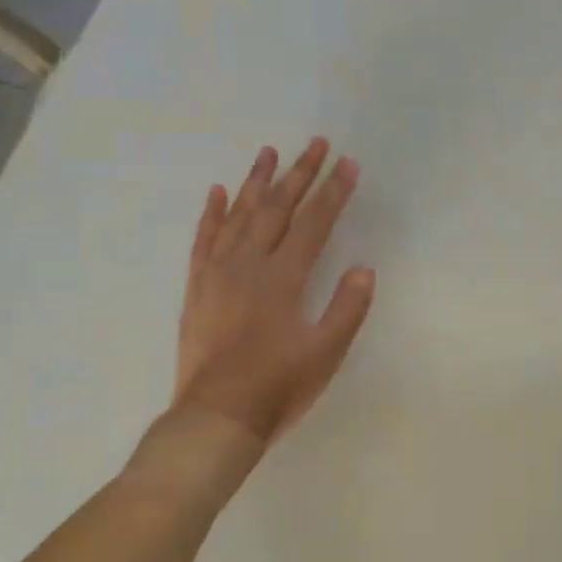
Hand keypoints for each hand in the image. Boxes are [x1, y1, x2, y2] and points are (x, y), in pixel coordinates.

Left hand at [169, 139, 374, 445]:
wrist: (215, 419)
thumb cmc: (277, 387)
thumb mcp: (325, 353)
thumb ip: (347, 308)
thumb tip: (364, 269)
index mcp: (283, 279)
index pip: (313, 223)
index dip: (333, 192)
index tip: (348, 164)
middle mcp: (249, 265)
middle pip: (277, 208)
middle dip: (300, 174)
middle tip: (316, 143)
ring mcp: (217, 274)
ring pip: (239, 216)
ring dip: (256, 182)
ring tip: (269, 151)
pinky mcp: (197, 288)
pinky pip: (203, 240)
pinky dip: (211, 214)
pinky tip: (218, 192)